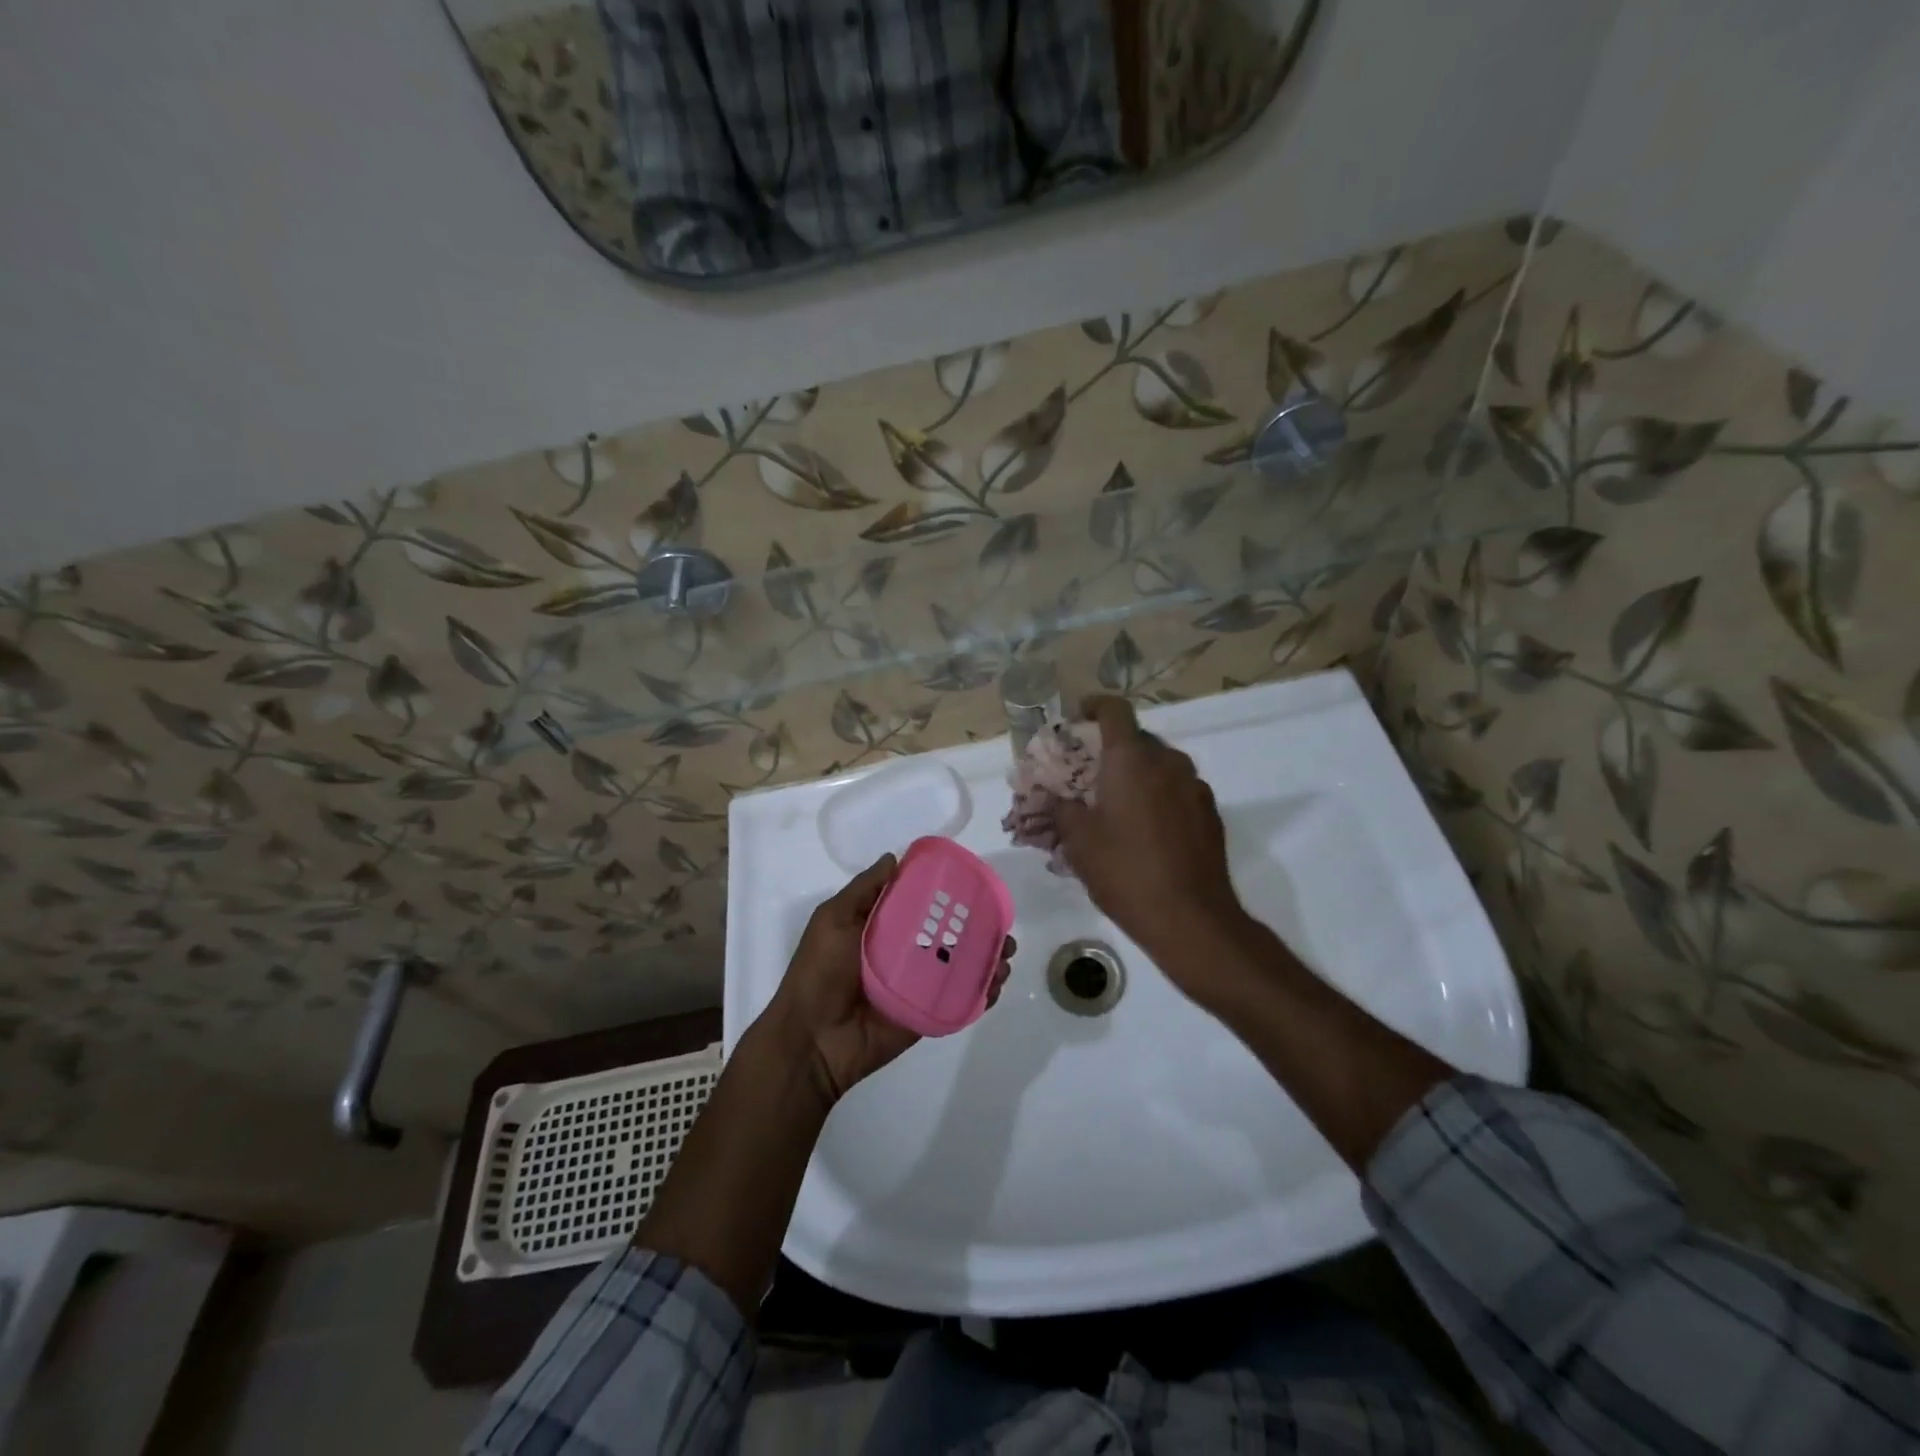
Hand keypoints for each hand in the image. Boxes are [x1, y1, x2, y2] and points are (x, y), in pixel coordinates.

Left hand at [765, 854, 1012, 1102]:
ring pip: (962, 967)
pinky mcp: (927, 1013)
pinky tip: (997, 984)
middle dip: (980, 928)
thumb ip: (864, 890)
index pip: (923, 905)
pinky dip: (983, 992)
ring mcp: (918, 986)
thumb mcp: (833, 920)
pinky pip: (960, 1000)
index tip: (976, 886)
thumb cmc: (819, 972)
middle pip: (950, 935)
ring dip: (988, 959)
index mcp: (882, 928)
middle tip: (1003, 926)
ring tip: (1006, 956)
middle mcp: (904, 953)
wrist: (813, 1039)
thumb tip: (894, 857)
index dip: (949, 895)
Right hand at [1053, 696, 1247, 984]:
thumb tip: (1055, 795)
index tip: (1078, 718)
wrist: (1191, 918)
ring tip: (1116, 804)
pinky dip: (1158, 795)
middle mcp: (1168, 762)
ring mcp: (1194, 786)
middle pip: (1137, 738)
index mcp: (1132, 759)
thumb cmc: (1125, 872)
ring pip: (1160, 765)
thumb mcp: (1079, 842)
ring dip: (1137, 773)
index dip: (1094, 706)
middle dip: (1112, 749)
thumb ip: (1062, 808)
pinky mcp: (1210, 812)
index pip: (1115, 710)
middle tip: (1089, 774)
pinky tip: (1146, 829)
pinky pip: (1177, 789)